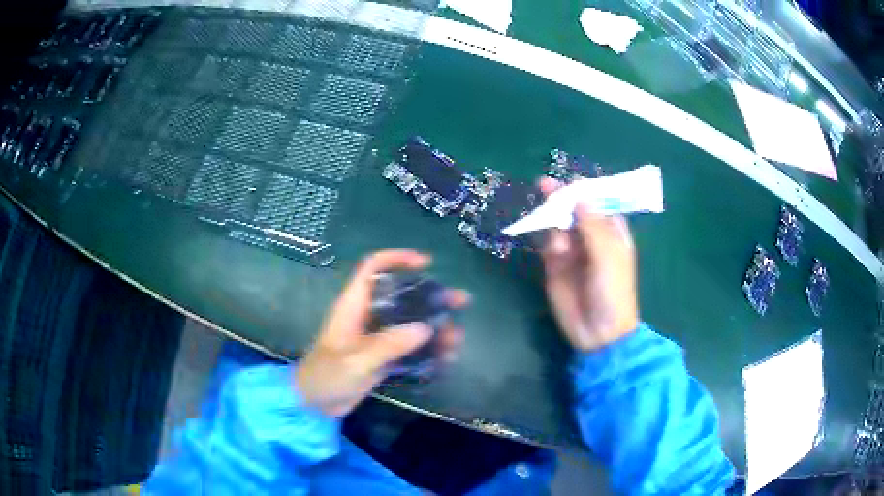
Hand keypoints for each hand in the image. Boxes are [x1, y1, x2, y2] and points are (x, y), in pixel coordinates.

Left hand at [296, 249, 467, 416]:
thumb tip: (424, 329)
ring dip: (434, 328)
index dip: (397, 258)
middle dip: (431, 297)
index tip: (426, 263)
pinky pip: (409, 347)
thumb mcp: (355, 362)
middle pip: (401, 295)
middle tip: (460, 301)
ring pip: (409, 323)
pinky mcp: (382, 357)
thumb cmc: (326, 376)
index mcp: (353, 306)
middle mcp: (367, 316)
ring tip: (457, 339)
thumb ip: (387, 345)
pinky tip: (445, 359)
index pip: (372, 269)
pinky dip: (427, 351)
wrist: (314, 404)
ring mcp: (376, 337)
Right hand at [539, 178, 638, 351]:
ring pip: (559, 224)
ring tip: (560, 241)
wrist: (598, 333)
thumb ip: (593, 226)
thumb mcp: (609, 256)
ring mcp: (572, 251)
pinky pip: (548, 244)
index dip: (586, 191)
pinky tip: (555, 251)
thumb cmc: (614, 292)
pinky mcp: (555, 266)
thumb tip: (579, 197)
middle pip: (574, 210)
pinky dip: (548, 242)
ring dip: (555, 223)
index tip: (571, 182)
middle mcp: (592, 237)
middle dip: (562, 198)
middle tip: (544, 185)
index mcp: (612, 233)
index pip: (599, 203)